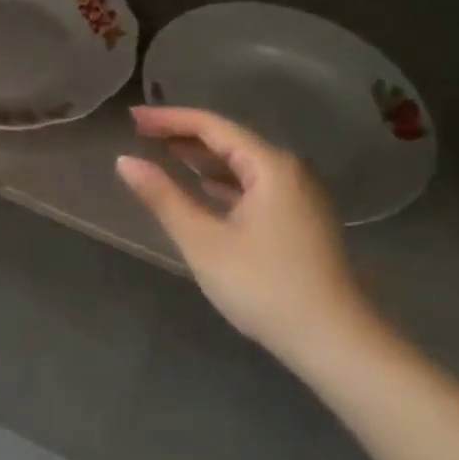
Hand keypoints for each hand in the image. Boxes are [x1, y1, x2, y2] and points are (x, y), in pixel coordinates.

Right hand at [116, 107, 386, 376]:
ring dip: (203, 159)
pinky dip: (223, 182)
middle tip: (141, 134)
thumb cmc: (264, 286)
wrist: (334, 342)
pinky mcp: (301, 219)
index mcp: (270, 165)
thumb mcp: (204, 241)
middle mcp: (289, 170)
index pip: (212, 126)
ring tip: (163, 154)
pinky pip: (254, 185)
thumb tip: (124, 161)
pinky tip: (202, 189)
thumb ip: (163, 197)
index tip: (132, 117)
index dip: (168, 118)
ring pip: (243, 164)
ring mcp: (299, 195)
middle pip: (229, 140)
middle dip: (184, 136)